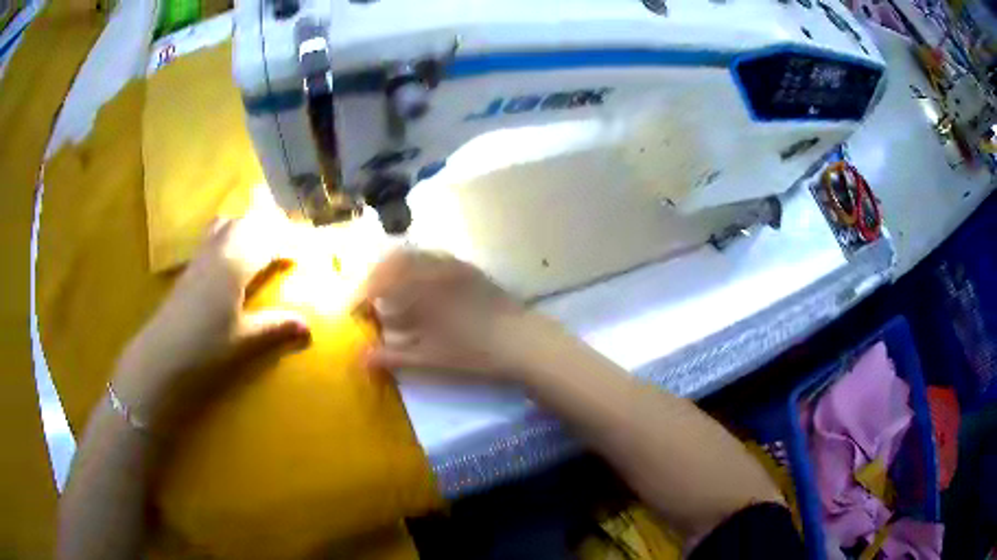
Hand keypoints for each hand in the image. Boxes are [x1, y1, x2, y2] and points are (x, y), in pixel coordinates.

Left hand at [112, 216, 309, 434]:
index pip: (269, 238)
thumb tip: (308, 327)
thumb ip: (275, 327)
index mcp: (236, 262)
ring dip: (249, 225)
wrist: (160, 356)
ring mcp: (202, 254)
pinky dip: (231, 233)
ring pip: (229, 221)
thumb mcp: (243, 341)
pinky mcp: (190, 266)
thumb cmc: (204, 348)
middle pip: (249, 221)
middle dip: (272, 226)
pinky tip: (232, 254)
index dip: (290, 241)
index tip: (305, 253)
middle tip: (289, 244)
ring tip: (262, 241)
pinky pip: (214, 234)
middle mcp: (220, 249)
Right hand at [359, 250, 561, 381]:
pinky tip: (422, 291)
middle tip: (370, 302)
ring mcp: (454, 265)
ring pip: (415, 257)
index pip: (379, 284)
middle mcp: (434, 268)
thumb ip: (392, 356)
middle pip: (394, 261)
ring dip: (396, 271)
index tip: (355, 312)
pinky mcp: (470, 269)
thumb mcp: (429, 359)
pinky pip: (434, 259)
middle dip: (376, 278)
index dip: (362, 297)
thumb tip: (360, 357)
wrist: (524, 342)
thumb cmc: (474, 353)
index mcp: (421, 288)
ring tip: (393, 297)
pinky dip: (418, 269)